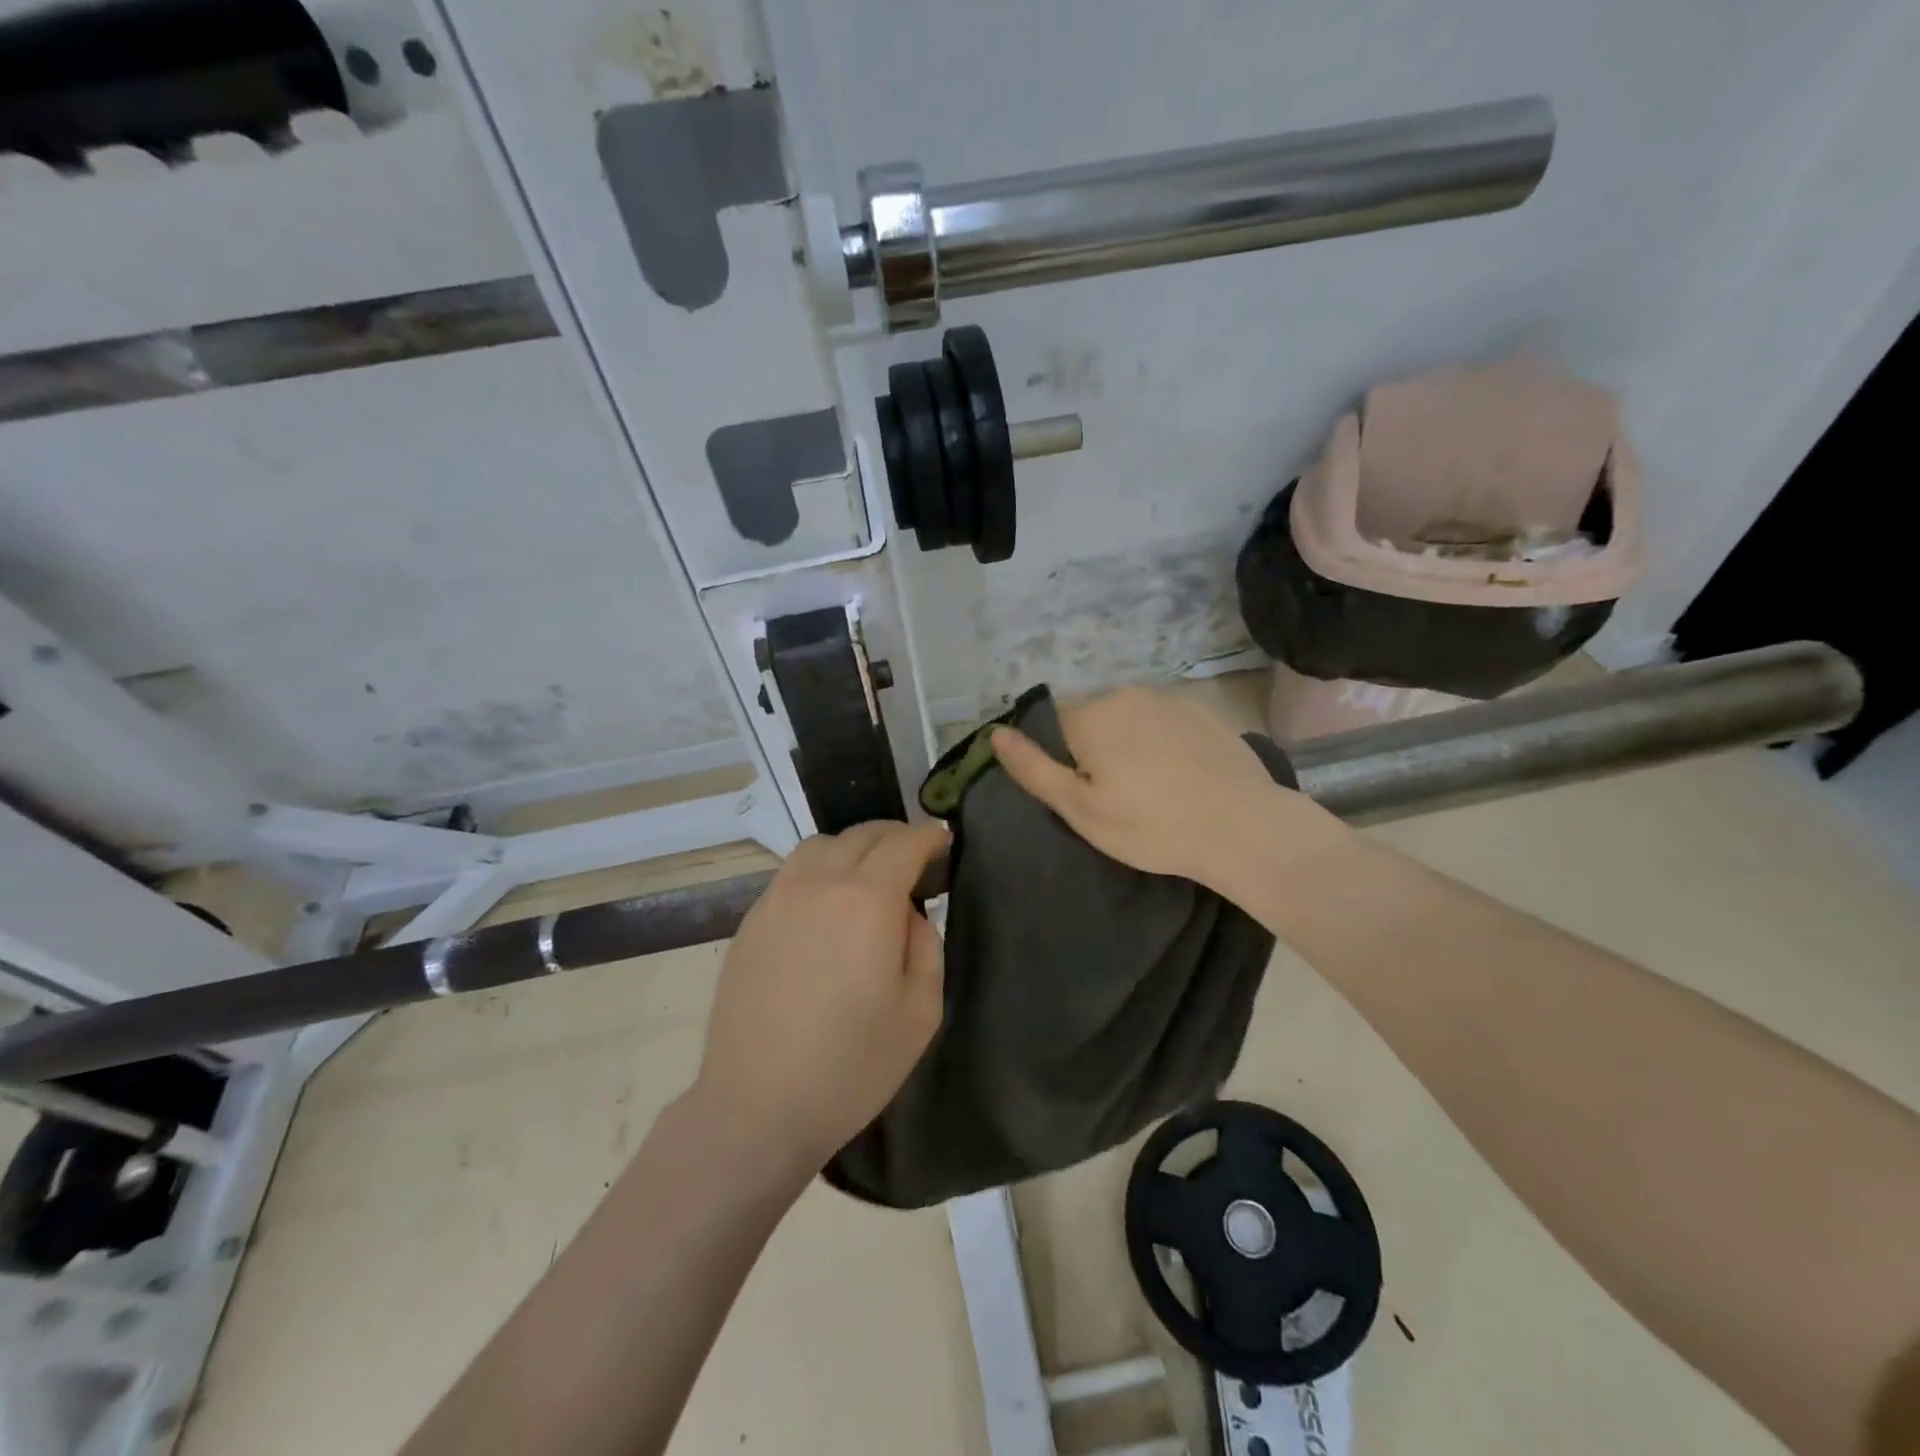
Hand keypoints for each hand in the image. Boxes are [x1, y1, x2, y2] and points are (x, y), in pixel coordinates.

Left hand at [692, 820, 948, 1174]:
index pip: (904, 843)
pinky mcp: (750, 920)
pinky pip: (792, 873)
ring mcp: (777, 898)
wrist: (756, 1106)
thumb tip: (908, 912)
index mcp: (866, 900)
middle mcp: (818, 883)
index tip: (945, 842)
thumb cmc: (851, 1066)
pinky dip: (820, 871)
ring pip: (820, 845)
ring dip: (853, 848)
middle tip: (915, 860)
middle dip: (896, 837)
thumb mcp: (921, 1012)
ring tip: (869, 878)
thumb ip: (925, 944)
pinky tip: (827, 908)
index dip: (930, 836)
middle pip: (862, 834)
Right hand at [990, 687, 1330, 899]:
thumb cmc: (1152, 826)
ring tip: (1152, 790)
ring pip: (1129, 720)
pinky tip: (1181, 777)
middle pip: (1092, 720)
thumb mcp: (1080, 809)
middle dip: (1094, 751)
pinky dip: (1162, 744)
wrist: (1244, 828)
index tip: (1082, 795)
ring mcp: (1170, 699)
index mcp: (1091, 715)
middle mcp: (1127, 694)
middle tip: (1116, 799)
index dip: (1061, 761)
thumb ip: (1033, 769)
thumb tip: (996, 734)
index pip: (1053, 725)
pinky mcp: (1203, 711)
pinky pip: (1163, 722)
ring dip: (1129, 745)